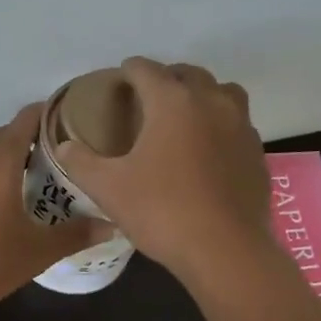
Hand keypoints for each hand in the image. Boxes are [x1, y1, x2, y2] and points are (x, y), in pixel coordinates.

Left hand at [0, 102, 104, 318]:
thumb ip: (75, 235)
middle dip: (33, 138)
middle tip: (63, 154)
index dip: (50, 114)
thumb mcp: (38, 251)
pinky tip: (6, 203)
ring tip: (38, 177)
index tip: (75, 119)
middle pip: (5, 135)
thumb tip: (112, 226)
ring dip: (10, 159)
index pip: (26, 120)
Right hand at [56, 57, 268, 279]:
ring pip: (222, 93)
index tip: (119, 78)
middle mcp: (211, 102)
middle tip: (148, 97)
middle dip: (166, 79)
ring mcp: (241, 126)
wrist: (224, 250)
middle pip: (188, 75)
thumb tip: (64, 147)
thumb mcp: (109, 189)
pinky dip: (220, 126)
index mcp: (173, 102)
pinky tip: (207, 151)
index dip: (129, 70)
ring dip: (200, 96)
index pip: (147, 70)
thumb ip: (81, 162)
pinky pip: (237, 125)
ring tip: (183, 117)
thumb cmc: (161, 212)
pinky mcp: (256, 153)